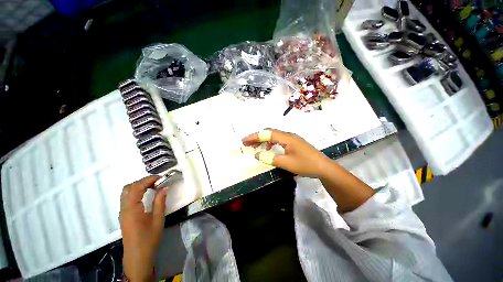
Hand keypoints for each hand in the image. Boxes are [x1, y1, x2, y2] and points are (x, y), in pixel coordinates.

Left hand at [120, 176, 166, 281]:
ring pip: (126, 192)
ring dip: (139, 186)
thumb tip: (164, 187)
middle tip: (157, 182)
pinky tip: (146, 195)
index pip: (137, 187)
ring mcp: (122, 212)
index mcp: (132, 209)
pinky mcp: (124, 215)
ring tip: (153, 187)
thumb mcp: (158, 219)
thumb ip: (160, 201)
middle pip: (129, 187)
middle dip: (143, 181)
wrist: (137, 256)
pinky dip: (136, 192)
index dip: (148, 179)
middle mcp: (124, 208)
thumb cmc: (149, 238)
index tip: (161, 178)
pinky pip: (127, 198)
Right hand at [242, 129, 330, 177]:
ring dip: (263, 140)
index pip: (267, 134)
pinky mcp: (294, 143)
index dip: (254, 136)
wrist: (323, 167)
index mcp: (286, 138)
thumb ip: (271, 158)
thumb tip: (257, 154)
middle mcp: (288, 135)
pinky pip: (279, 140)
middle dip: (257, 137)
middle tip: (247, 143)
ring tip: (256, 146)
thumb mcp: (287, 163)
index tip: (244, 141)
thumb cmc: (306, 165)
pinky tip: (269, 148)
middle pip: (269, 133)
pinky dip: (271, 143)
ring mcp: (292, 138)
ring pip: (274, 136)